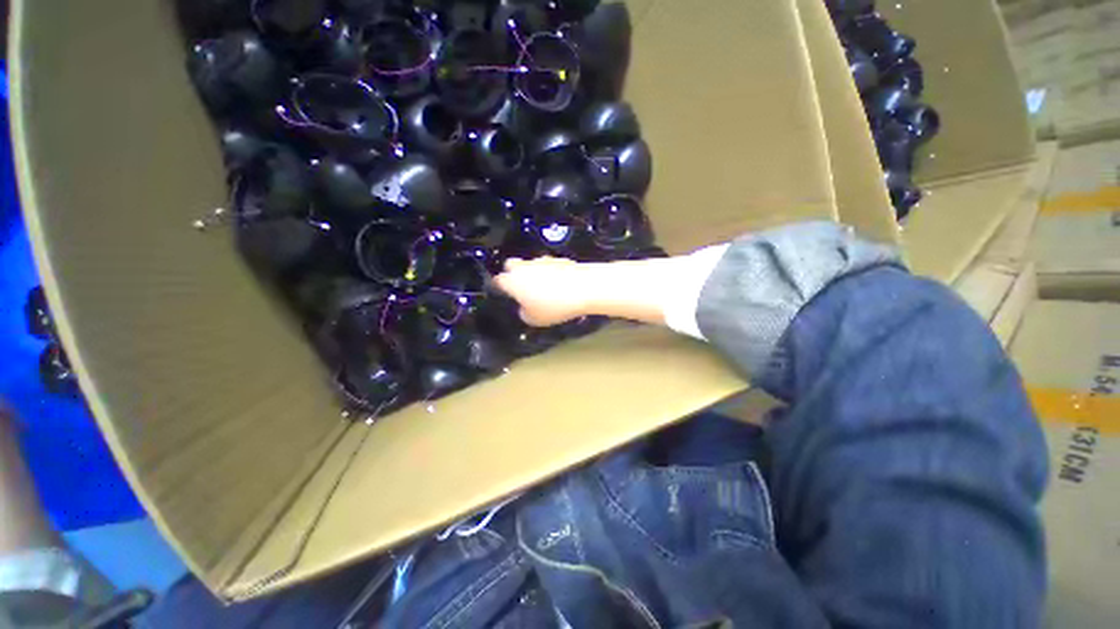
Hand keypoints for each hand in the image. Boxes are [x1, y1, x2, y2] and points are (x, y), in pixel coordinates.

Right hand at [494, 257, 590, 326]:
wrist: (583, 288)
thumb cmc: (554, 306)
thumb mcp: (534, 319)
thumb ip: (524, 313)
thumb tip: (524, 307)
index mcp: (513, 281)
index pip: (498, 280)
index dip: (499, 287)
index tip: (504, 295)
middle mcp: (524, 267)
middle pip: (511, 265)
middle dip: (512, 274)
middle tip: (521, 288)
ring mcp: (542, 260)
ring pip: (530, 264)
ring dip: (532, 273)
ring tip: (543, 288)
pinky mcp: (558, 258)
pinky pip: (547, 265)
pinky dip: (549, 272)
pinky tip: (558, 284)